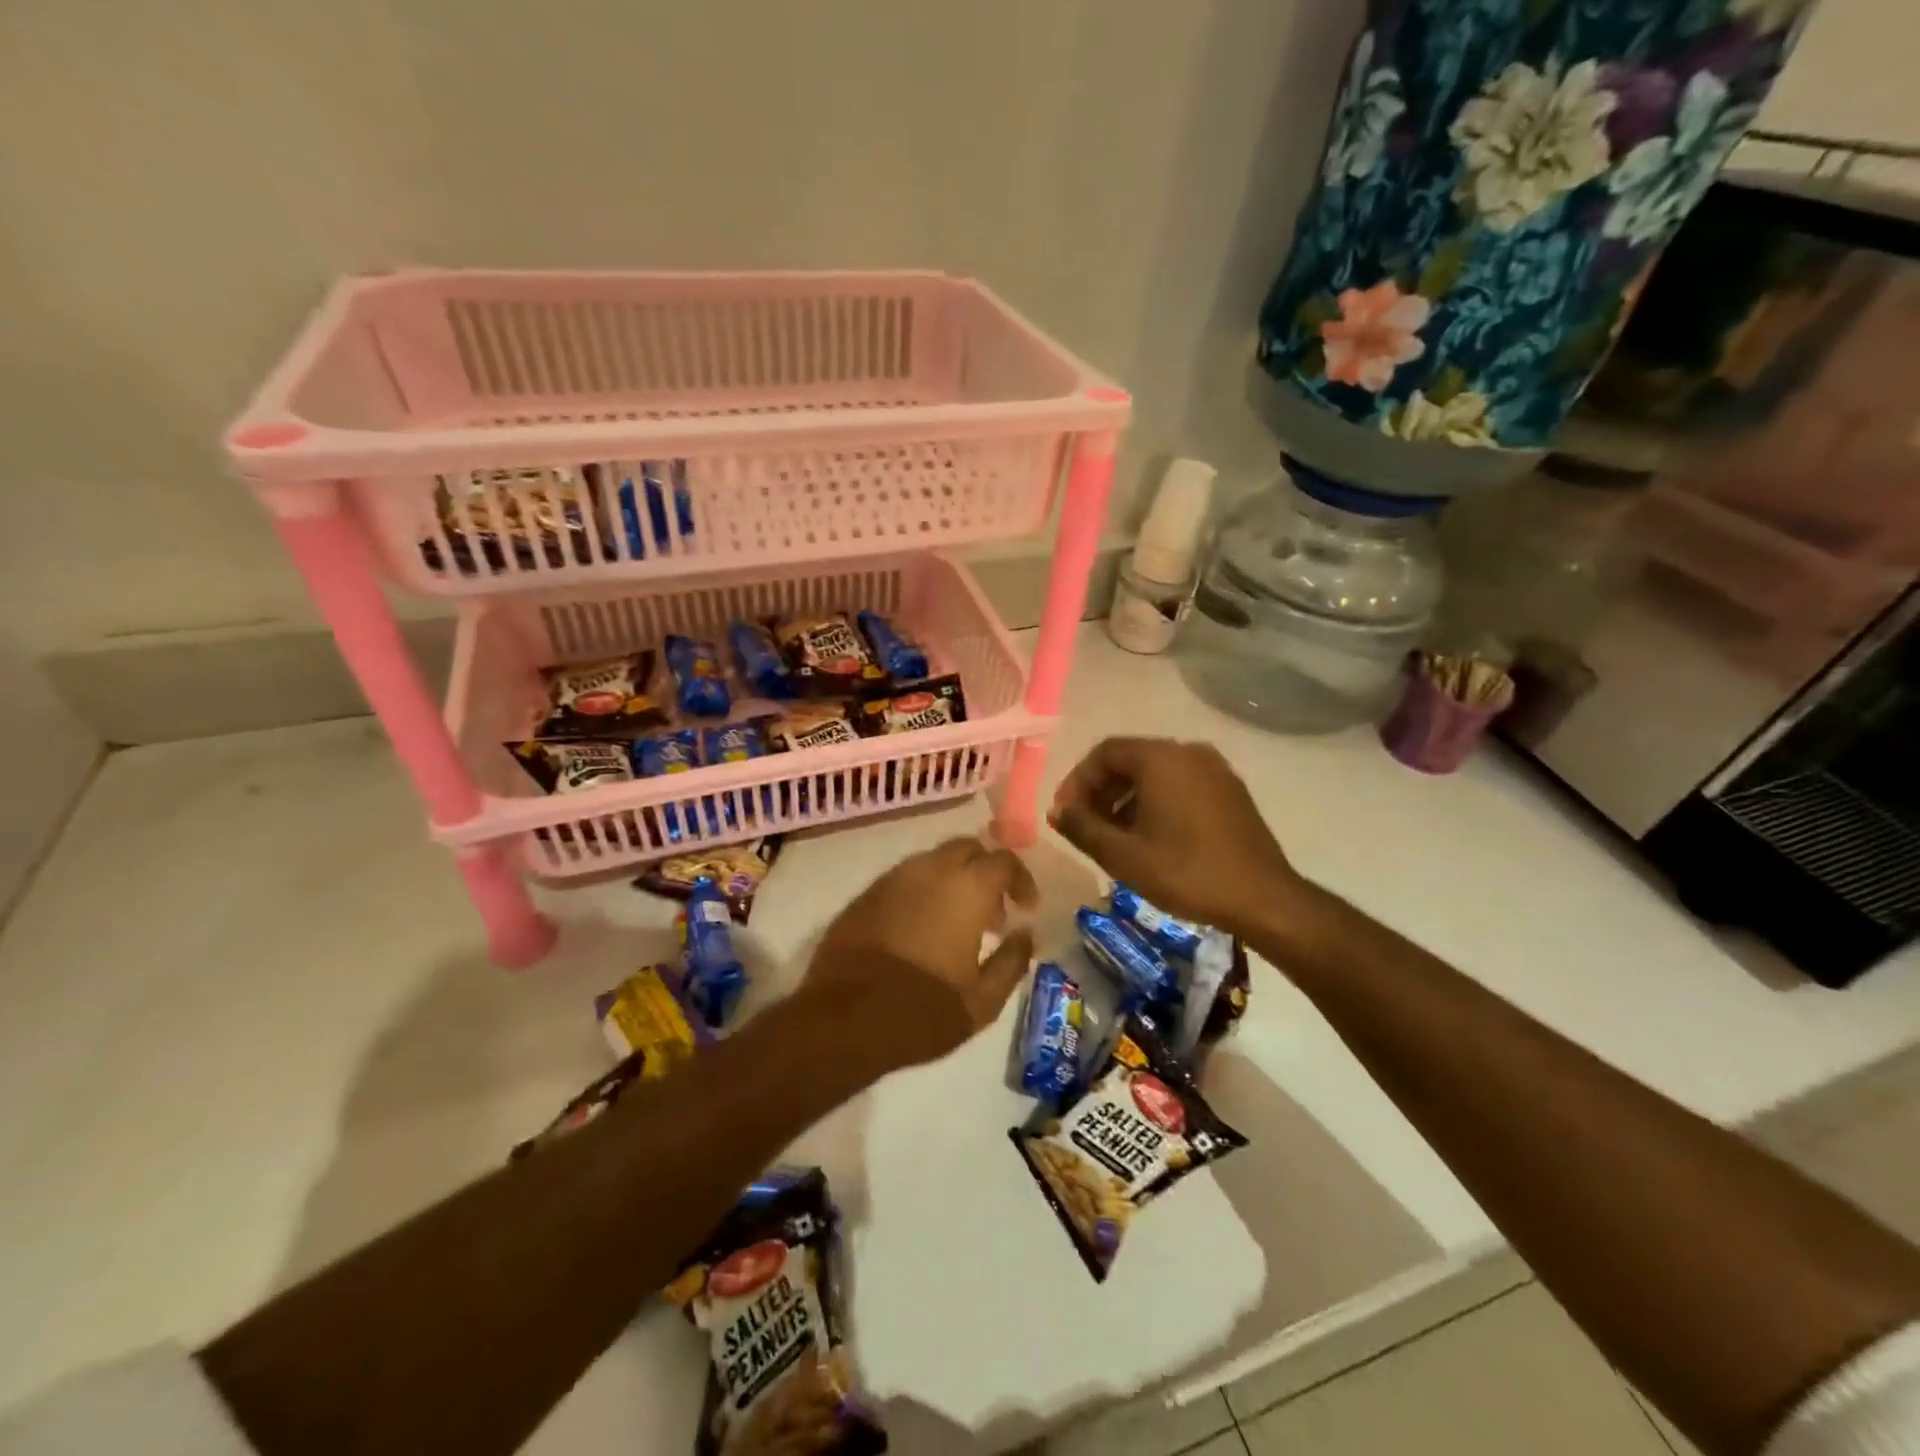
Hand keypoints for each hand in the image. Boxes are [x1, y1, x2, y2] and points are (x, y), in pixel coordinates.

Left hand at [807, 838, 1037, 1068]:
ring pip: (934, 861)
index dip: (1022, 880)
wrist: (843, 1020)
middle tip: (994, 914)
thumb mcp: (983, 1000)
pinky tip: (922, 930)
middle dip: (986, 871)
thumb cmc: (924, 1011)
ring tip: (958, 926)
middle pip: (967, 848)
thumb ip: (1012, 961)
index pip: (1004, 860)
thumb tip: (1025, 934)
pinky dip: (923, 892)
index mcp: (966, 888)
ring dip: (954, 881)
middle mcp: (929, 870)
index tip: (1026, 909)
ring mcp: (892, 878)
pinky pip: (905, 880)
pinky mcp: (865, 895)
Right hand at [1048, 737, 1303, 937]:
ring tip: (1114, 837)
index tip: (1065, 814)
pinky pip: (1181, 783)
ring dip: (1127, 798)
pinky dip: (1156, 802)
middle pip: (1130, 759)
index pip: (1104, 752)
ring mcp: (1215, 769)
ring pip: (1156, 773)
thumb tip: (1057, 811)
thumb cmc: (1186, 872)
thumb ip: (1082, 827)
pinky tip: (1151, 837)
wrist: (1263, 898)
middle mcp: (1188, 752)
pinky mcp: (1231, 790)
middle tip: (1085, 826)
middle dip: (1101, 791)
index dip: (1077, 781)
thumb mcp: (1122, 855)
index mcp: (1161, 758)